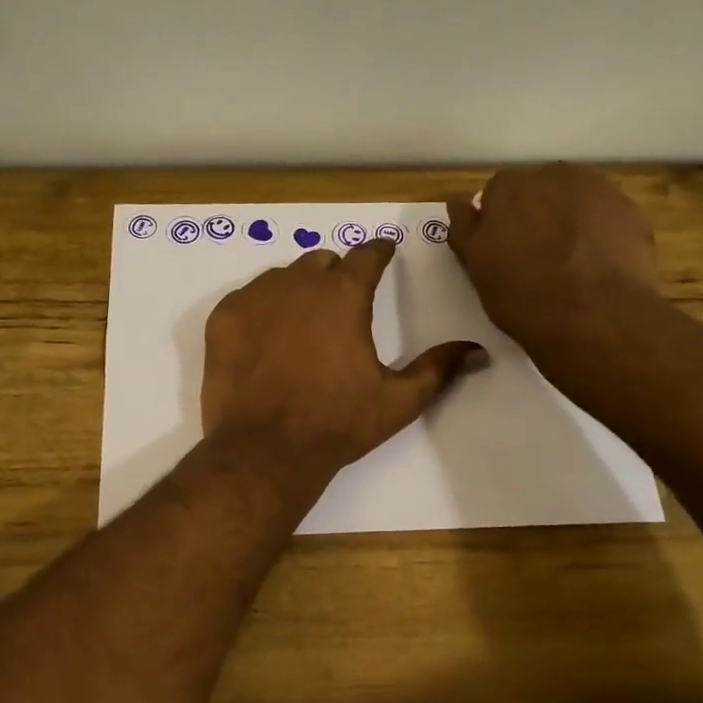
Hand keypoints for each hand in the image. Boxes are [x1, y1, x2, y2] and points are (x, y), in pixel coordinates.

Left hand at [202, 241, 482, 479]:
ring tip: (299, 328)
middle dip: (335, 276)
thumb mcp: (398, 401)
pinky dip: (259, 310)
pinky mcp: (223, 318)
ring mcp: (254, 298)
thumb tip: (479, 352)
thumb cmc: (337, 424)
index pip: (367, 254)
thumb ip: (438, 369)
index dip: (379, 252)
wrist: (265, 450)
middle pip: (321, 262)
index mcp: (344, 295)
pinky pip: (247, 298)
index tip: (383, 253)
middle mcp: (298, 283)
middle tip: (339, 308)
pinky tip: (264, 342)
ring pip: (281, 277)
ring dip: (296, 291)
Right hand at [445, 164, 660, 352]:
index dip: (500, 219)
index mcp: (510, 188)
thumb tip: (458, 201)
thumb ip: (464, 228)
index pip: (498, 192)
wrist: (594, 317)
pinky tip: (599, 266)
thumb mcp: (476, 267)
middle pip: (540, 189)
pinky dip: (601, 233)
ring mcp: (599, 191)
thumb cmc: (522, 294)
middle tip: (537, 255)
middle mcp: (554, 176)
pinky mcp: (632, 212)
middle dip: (537, 213)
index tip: (503, 248)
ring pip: (577, 200)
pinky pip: (607, 217)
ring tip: (571, 262)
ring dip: (571, 219)